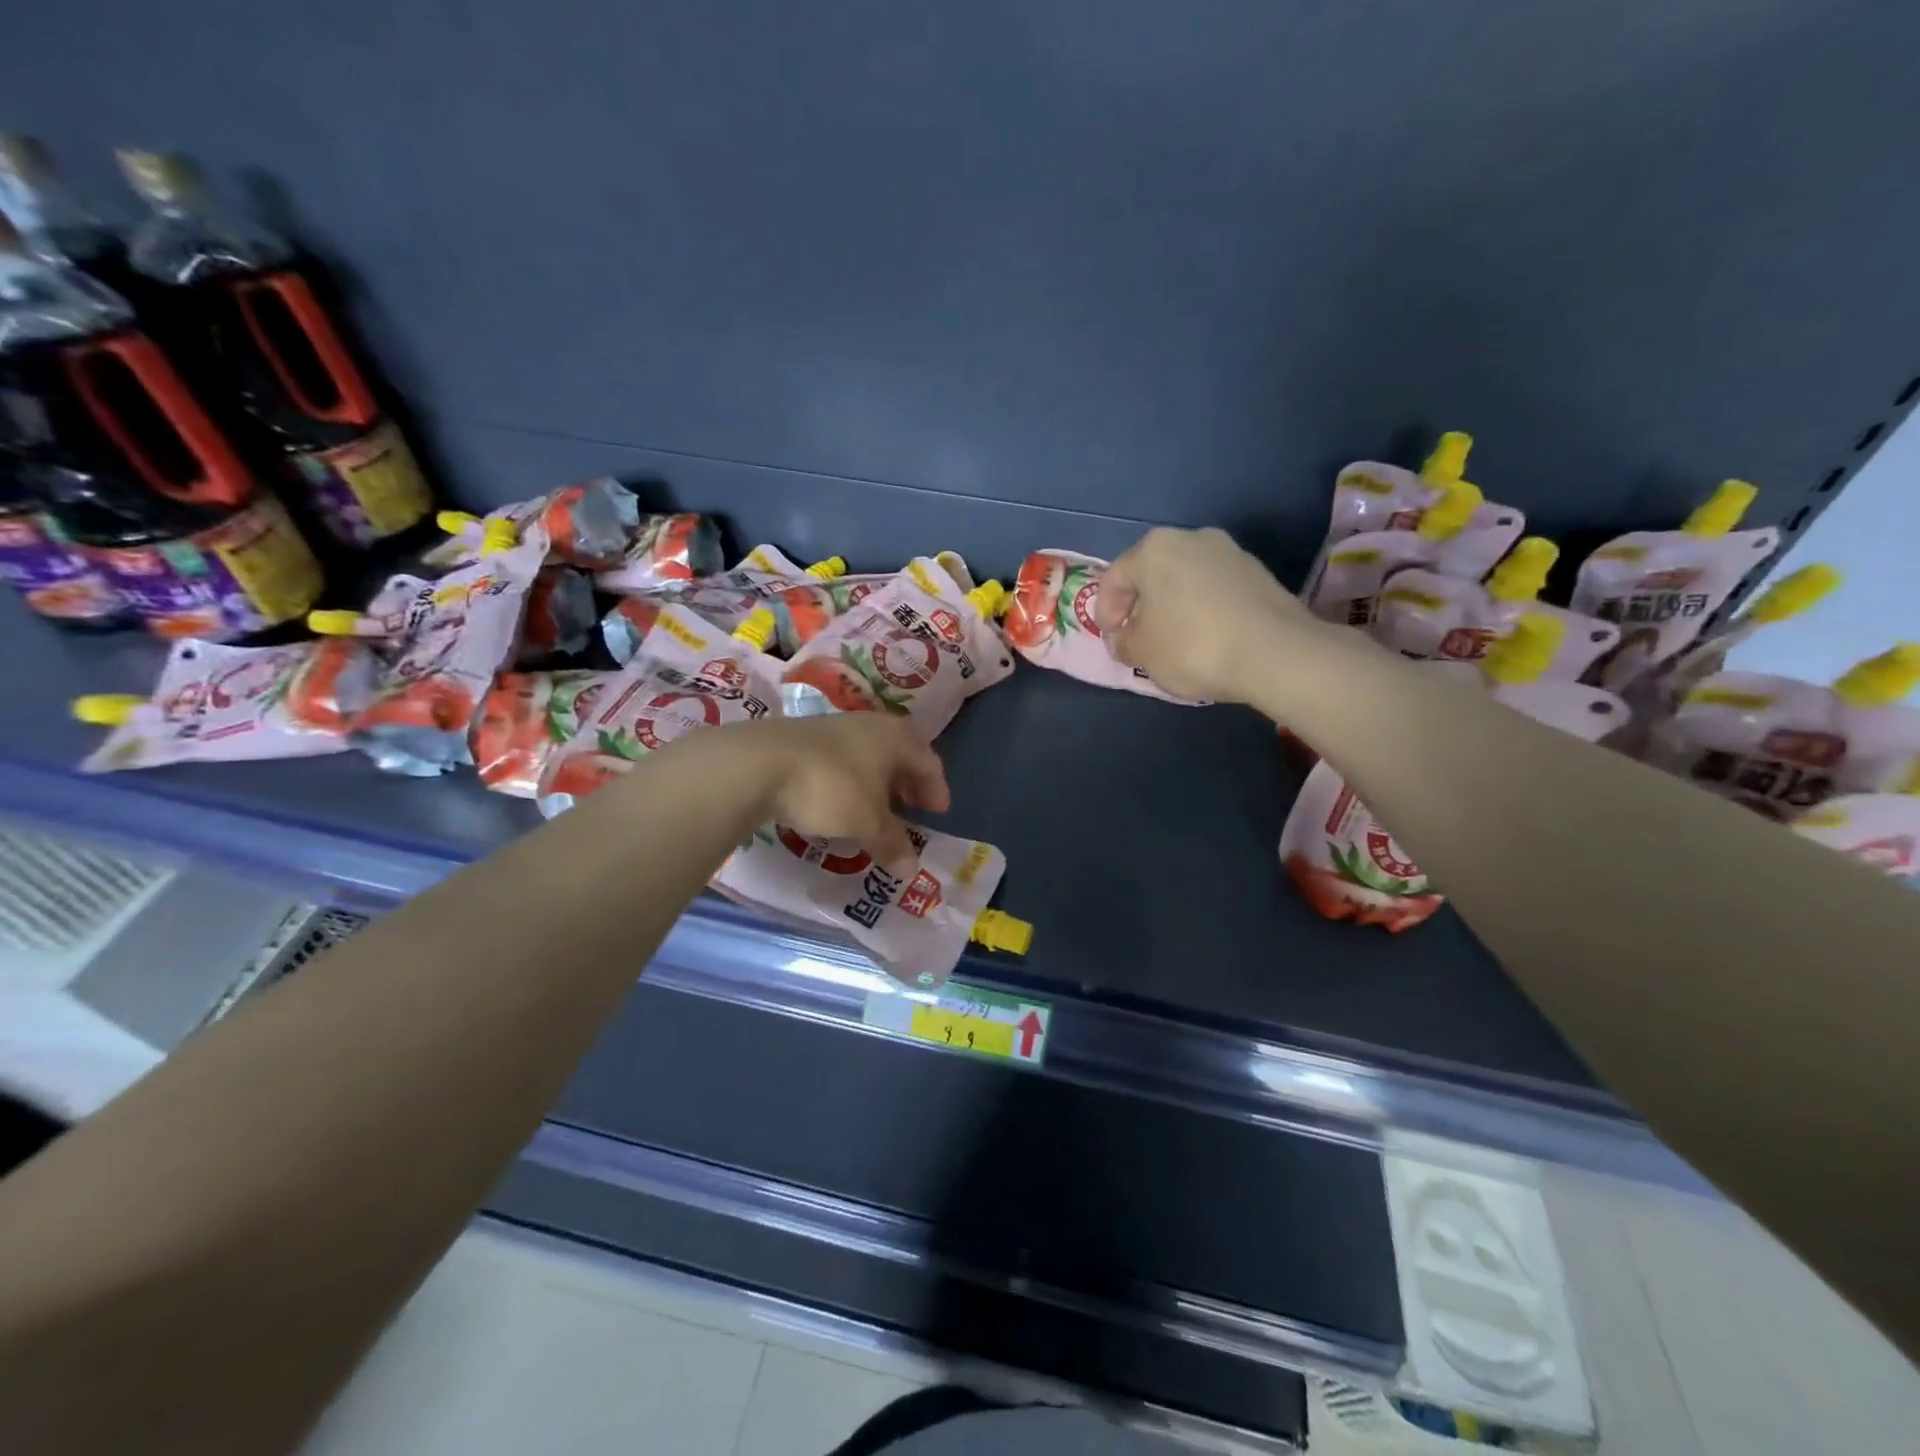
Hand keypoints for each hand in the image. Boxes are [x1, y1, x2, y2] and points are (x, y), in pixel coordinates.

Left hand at [727, 713, 951, 865]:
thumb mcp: (867, 822)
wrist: (759, 764)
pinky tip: (840, 802)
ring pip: (868, 755)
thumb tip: (911, 868)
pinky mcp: (803, 738)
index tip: (939, 812)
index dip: (936, 788)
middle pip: (899, 753)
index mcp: (896, 737)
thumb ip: (892, 842)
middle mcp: (869, 725)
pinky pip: (841, 760)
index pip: (928, 761)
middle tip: (913, 809)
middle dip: (908, 783)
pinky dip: (851, 781)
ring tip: (877, 809)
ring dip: (878, 782)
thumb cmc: (831, 789)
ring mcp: (834, 727)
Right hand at [1095, 527, 1315, 704]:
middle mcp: (1192, 538)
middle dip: (1141, 607)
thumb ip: (1124, 642)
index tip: (1112, 641)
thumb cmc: (1192, 646)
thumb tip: (1125, 638)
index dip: (1106, 612)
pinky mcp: (1258, 574)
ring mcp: (1230, 553)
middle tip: (1139, 640)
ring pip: (1186, 581)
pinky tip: (1207, 640)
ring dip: (1174, 608)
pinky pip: (1215, 591)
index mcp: (1154, 549)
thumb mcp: (1141, 652)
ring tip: (1174, 642)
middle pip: (1153, 573)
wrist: (1275, 653)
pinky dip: (1203, 611)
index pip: (1114, 578)